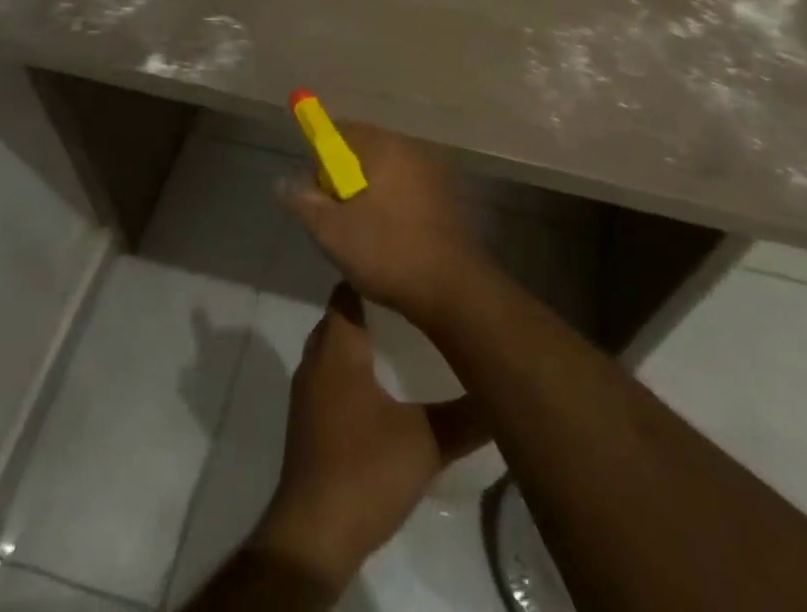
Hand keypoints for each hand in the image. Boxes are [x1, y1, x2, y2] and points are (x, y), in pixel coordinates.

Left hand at [253, 284, 487, 587]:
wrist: (313, 536)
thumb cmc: (365, 470)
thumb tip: (500, 391)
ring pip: (332, 348)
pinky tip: (379, 387)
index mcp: (338, 348)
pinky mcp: (306, 423)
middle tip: (409, 303)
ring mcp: (306, 393)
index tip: (404, 270)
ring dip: (358, 341)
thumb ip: (465, 416)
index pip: (347, 291)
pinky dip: (349, 370)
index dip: (372, 277)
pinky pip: (328, 377)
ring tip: (400, 339)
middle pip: (339, 317)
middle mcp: (316, 360)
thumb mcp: (426, 442)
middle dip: (369, 307)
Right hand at [278, 122, 484, 325]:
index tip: (313, 190)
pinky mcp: (442, 198)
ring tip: (354, 233)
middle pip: (362, 150)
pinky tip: (382, 240)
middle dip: (340, 178)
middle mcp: (409, 149)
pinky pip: (402, 190)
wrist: (452, 288)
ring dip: (363, 194)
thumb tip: (284, 181)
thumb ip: (304, 201)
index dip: (319, 156)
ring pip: (382, 173)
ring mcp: (430, 173)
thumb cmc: (387, 250)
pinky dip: (386, 206)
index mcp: (384, 147)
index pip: (341, 130)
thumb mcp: (332, 230)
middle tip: (330, 216)